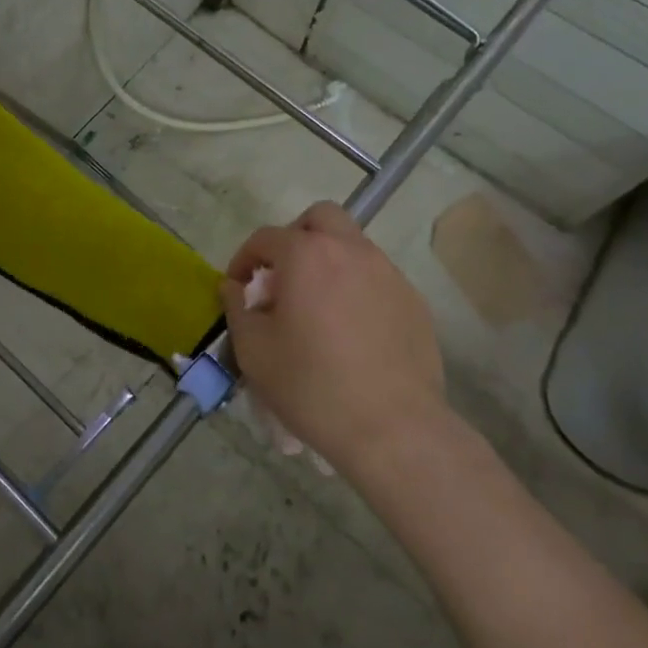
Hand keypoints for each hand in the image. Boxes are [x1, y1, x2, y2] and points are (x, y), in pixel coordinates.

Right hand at [221, 201, 448, 480]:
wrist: (392, 428)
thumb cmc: (312, 385)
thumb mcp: (253, 350)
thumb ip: (236, 308)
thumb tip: (233, 287)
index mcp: (306, 255)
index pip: (265, 237)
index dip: (244, 259)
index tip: (237, 288)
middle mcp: (350, 250)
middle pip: (319, 218)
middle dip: (295, 238)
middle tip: (283, 277)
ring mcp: (388, 273)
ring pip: (352, 246)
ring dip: (327, 262)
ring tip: (316, 307)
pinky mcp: (413, 301)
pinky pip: (376, 278)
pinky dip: (356, 288)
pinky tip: (350, 330)